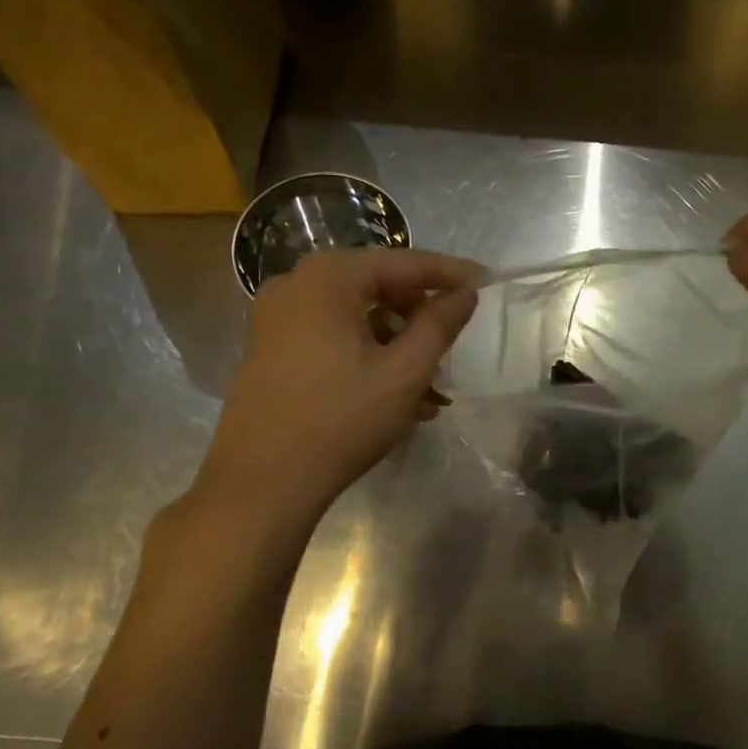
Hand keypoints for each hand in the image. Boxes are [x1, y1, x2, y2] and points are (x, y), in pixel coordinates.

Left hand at [196, 248, 481, 511]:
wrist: (261, 484)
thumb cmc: (341, 420)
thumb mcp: (404, 372)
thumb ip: (439, 324)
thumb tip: (465, 292)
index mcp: (328, 278)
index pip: (403, 263)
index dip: (449, 273)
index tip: (486, 281)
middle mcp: (297, 285)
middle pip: (377, 287)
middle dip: (421, 317)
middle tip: (454, 343)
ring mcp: (277, 319)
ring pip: (357, 318)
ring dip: (398, 347)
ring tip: (432, 391)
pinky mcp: (270, 351)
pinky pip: (333, 339)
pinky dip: (368, 358)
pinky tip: (397, 398)